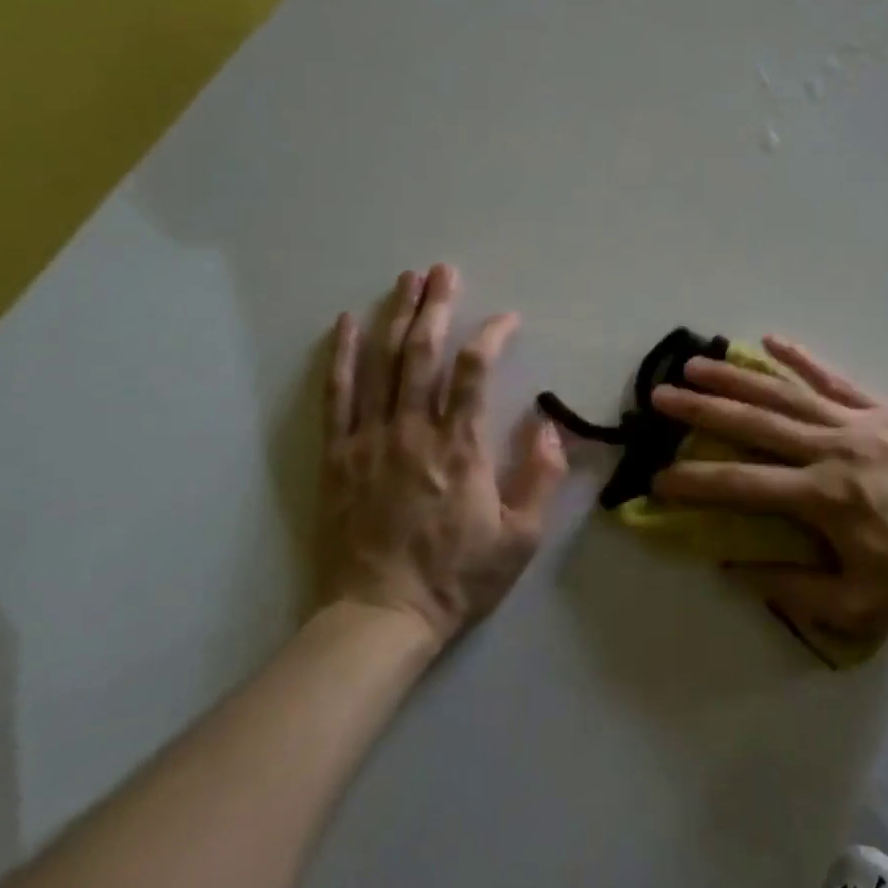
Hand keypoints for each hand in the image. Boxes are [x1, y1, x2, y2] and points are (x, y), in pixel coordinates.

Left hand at [316, 264, 566, 644]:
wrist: (380, 617)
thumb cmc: (458, 577)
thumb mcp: (521, 537)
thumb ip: (541, 477)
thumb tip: (550, 426)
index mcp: (460, 448)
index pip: (474, 372)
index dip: (490, 336)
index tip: (506, 319)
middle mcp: (412, 432)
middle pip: (422, 354)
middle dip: (435, 307)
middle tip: (444, 271)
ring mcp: (369, 441)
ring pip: (382, 365)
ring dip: (395, 317)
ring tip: (406, 280)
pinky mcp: (338, 457)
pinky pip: (337, 397)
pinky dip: (342, 358)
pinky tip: (347, 325)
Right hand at [649, 338, 887, 636]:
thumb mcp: (860, 605)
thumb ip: (794, 588)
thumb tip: (736, 569)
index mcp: (824, 498)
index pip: (742, 486)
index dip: (695, 482)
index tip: (658, 477)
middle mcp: (833, 450)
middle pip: (755, 424)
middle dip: (702, 410)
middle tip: (660, 395)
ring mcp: (861, 423)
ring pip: (788, 395)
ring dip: (739, 378)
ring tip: (697, 363)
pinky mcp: (886, 410)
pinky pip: (837, 380)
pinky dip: (803, 360)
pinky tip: (772, 341)